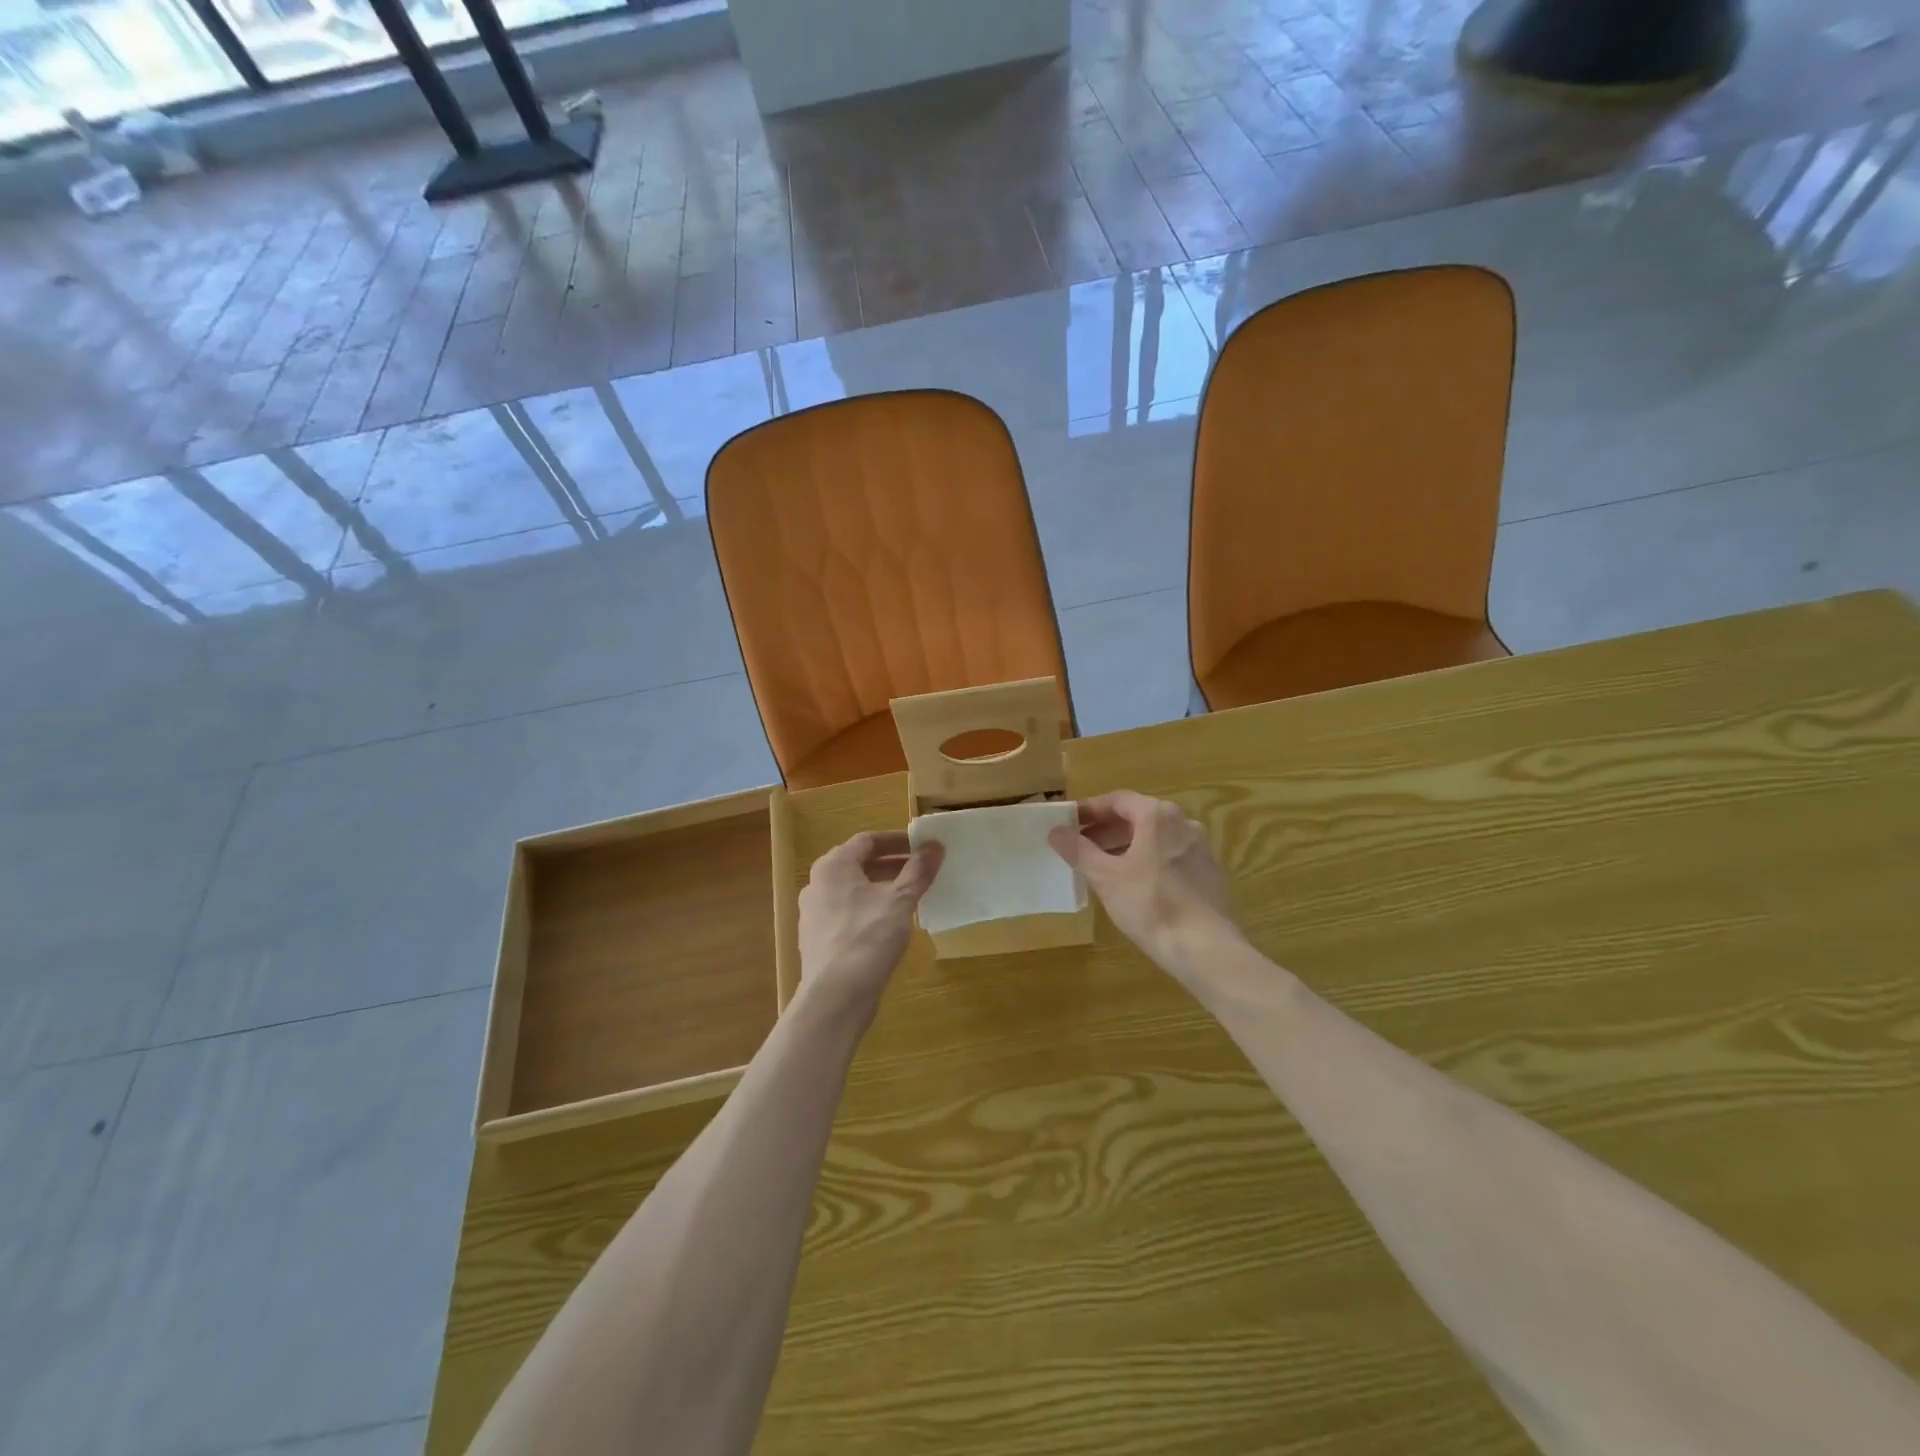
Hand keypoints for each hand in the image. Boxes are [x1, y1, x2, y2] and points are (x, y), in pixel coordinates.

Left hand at [797, 831, 942, 1013]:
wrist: (835, 997)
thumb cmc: (868, 937)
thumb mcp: (900, 900)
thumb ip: (918, 871)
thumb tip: (935, 846)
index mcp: (833, 866)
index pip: (867, 840)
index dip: (898, 840)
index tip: (923, 847)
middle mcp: (817, 884)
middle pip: (859, 864)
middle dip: (893, 865)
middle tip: (923, 871)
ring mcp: (814, 914)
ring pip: (854, 891)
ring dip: (883, 888)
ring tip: (913, 896)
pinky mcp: (819, 940)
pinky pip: (849, 913)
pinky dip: (871, 910)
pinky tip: (892, 925)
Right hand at [1049, 791, 1240, 977]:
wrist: (1205, 948)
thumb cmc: (1150, 904)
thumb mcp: (1105, 877)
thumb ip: (1079, 850)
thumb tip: (1056, 831)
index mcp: (1158, 816)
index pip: (1118, 800)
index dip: (1090, 810)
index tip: (1069, 822)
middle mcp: (1183, 823)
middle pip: (1138, 817)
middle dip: (1106, 829)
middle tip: (1080, 845)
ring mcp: (1200, 848)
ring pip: (1155, 838)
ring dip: (1126, 845)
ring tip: (1102, 866)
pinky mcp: (1209, 874)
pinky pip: (1170, 856)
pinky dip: (1147, 860)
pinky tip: (1133, 885)